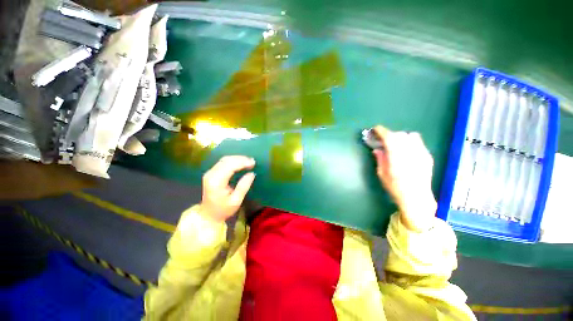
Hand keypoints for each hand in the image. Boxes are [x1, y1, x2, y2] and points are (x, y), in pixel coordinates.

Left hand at [199, 156, 255, 222]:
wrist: (208, 215)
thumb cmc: (223, 210)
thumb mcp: (236, 201)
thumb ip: (244, 186)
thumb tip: (252, 173)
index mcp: (216, 182)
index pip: (230, 166)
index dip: (242, 162)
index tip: (253, 163)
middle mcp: (211, 174)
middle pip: (226, 160)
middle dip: (241, 159)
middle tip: (253, 161)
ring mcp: (210, 173)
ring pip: (225, 159)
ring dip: (237, 158)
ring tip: (249, 161)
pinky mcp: (211, 173)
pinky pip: (223, 162)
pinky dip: (233, 160)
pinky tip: (241, 162)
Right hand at [372, 126, 436, 231]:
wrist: (416, 197)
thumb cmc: (395, 187)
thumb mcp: (382, 174)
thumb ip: (380, 159)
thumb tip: (377, 149)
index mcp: (396, 157)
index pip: (389, 137)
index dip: (381, 131)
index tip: (375, 130)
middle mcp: (410, 152)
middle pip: (399, 134)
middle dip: (390, 135)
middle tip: (383, 140)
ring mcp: (421, 153)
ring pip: (411, 135)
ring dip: (401, 137)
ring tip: (396, 144)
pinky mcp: (427, 156)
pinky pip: (418, 142)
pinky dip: (410, 141)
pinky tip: (406, 150)